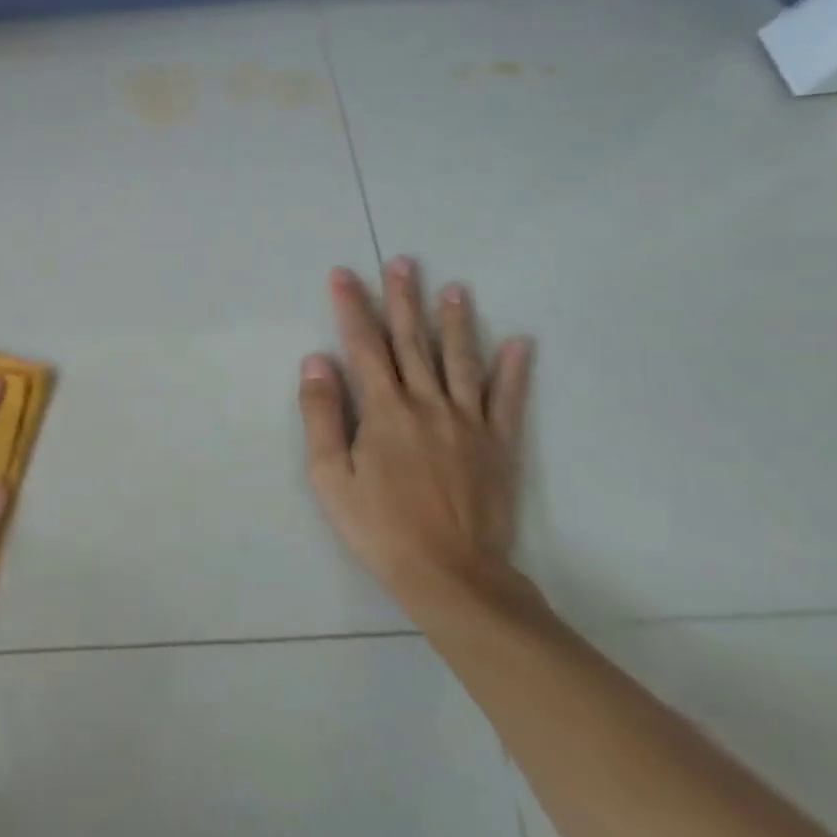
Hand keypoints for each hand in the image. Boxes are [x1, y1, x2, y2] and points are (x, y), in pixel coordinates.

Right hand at [298, 257, 532, 611]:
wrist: (451, 574)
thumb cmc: (379, 526)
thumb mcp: (330, 475)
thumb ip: (322, 414)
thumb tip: (317, 361)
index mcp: (385, 410)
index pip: (364, 345)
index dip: (352, 307)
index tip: (344, 274)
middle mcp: (428, 404)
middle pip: (412, 342)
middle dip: (403, 299)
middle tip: (403, 262)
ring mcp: (469, 422)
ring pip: (460, 360)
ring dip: (454, 321)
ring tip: (454, 288)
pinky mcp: (498, 444)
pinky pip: (507, 399)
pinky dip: (514, 369)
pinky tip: (520, 342)